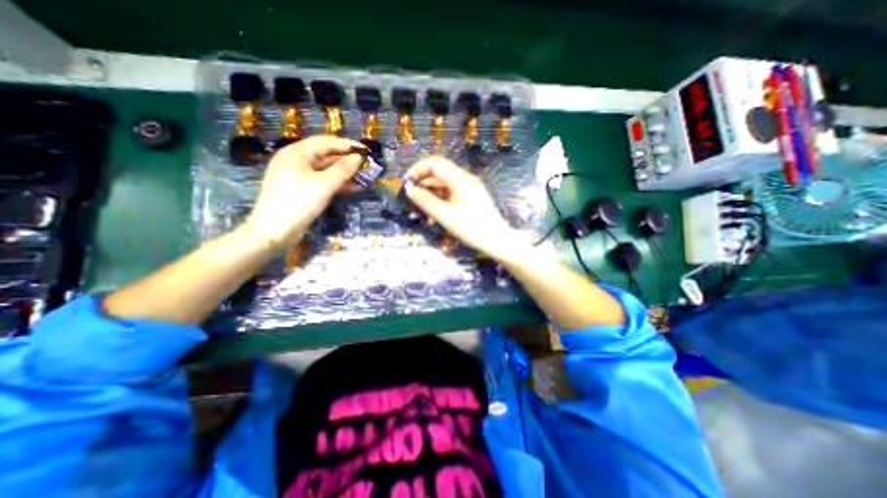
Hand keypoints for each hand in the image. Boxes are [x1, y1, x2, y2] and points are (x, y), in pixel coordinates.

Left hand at [243, 136, 361, 250]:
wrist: (274, 232)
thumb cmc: (298, 203)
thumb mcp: (323, 185)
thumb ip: (342, 170)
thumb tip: (358, 158)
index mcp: (296, 153)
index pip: (325, 142)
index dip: (347, 145)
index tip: (366, 150)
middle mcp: (296, 161)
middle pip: (326, 156)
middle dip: (347, 160)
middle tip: (367, 165)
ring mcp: (298, 176)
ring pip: (326, 170)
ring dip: (345, 173)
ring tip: (364, 177)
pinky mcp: (302, 190)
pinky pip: (323, 182)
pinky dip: (337, 184)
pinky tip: (353, 188)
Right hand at [405, 156, 519, 259]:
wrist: (497, 242)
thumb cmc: (472, 229)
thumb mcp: (445, 216)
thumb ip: (425, 201)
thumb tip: (409, 189)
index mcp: (461, 179)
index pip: (435, 163)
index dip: (418, 170)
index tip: (407, 184)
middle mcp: (466, 179)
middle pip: (440, 172)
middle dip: (423, 182)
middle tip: (411, 198)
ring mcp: (470, 188)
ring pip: (445, 184)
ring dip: (431, 192)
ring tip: (421, 209)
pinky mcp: (472, 197)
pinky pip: (452, 193)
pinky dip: (441, 199)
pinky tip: (435, 212)